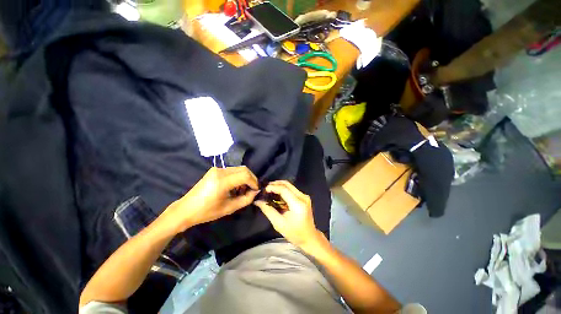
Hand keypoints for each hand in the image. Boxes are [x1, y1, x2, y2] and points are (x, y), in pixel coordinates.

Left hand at [162, 166, 258, 232]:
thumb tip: (256, 191)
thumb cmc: (207, 212)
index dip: (254, 182)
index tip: (256, 190)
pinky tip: (236, 186)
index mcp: (222, 181)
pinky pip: (232, 170)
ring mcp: (216, 169)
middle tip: (252, 189)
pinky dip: (238, 177)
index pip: (245, 175)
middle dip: (251, 178)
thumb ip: (246, 199)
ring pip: (239, 169)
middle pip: (244, 169)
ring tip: (243, 189)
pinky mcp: (215, 170)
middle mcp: (220, 171)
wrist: (186, 209)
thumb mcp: (229, 208)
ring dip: (245, 177)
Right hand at [254, 181, 322, 250]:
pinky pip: (292, 189)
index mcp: (298, 204)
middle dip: (275, 184)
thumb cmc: (294, 233)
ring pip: (289, 185)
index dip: (273, 187)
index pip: (284, 189)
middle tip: (265, 189)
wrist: (309, 237)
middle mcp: (303, 197)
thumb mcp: (279, 224)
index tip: (263, 190)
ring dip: (279, 186)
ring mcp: (304, 196)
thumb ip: (268, 210)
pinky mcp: (304, 197)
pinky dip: (283, 190)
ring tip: (269, 191)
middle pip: (287, 184)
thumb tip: (258, 201)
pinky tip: (276, 194)